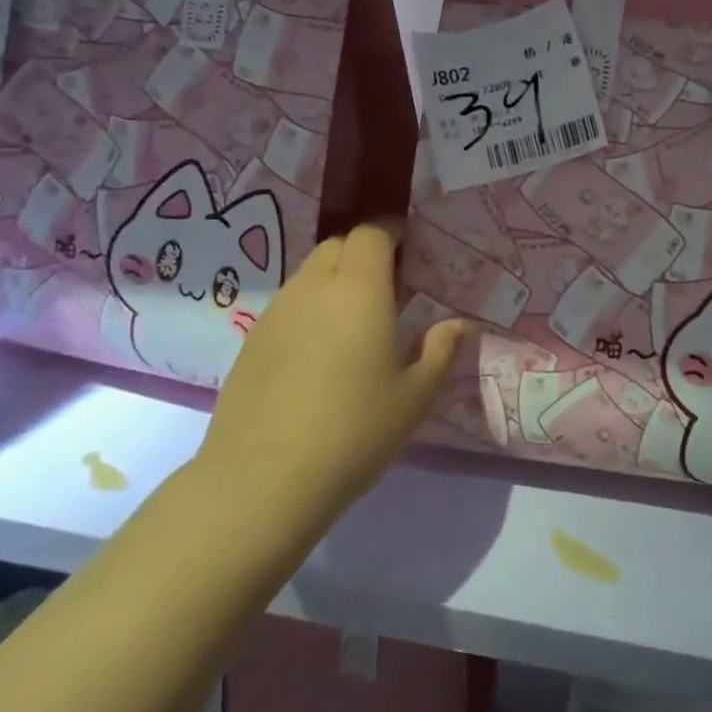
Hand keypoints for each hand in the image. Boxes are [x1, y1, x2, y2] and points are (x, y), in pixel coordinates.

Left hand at [201, 221, 467, 512]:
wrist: (264, 480)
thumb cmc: (355, 432)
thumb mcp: (415, 396)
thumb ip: (441, 351)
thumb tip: (460, 324)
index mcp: (358, 290)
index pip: (371, 233)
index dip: (390, 231)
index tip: (409, 248)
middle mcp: (312, 288)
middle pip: (337, 246)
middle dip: (364, 253)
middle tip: (388, 289)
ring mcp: (275, 313)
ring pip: (308, 274)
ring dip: (335, 281)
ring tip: (355, 323)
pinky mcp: (251, 342)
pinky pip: (288, 305)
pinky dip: (310, 310)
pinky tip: (319, 354)